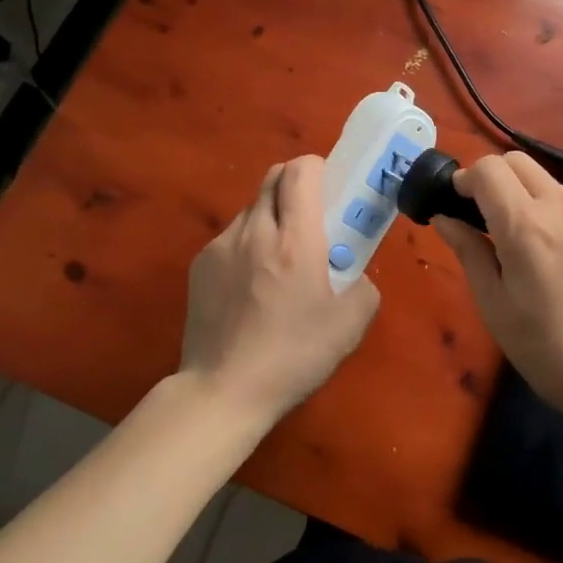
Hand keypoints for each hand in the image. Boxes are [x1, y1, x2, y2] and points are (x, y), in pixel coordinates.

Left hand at [179, 155, 378, 431]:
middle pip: (273, 177)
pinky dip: (247, 245)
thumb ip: (363, 286)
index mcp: (295, 239)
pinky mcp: (200, 265)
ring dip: (271, 217)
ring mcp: (222, 246)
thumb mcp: (350, 325)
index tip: (330, 192)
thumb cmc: (293, 356)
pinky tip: (251, 287)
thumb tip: (354, 273)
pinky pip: (231, 237)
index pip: (301, 170)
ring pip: (251, 208)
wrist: (222, 393)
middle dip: (295, 185)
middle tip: (311, 219)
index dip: (318, 169)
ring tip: (279, 261)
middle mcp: (255, 230)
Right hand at [432, 152, 562, 420]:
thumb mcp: (495, 307)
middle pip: (518, 161)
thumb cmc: (551, 351)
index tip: (460, 202)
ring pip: (550, 182)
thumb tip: (444, 218)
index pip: (488, 168)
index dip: (467, 179)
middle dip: (496, 178)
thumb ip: (468, 252)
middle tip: (491, 217)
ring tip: (536, 247)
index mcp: (525, 225)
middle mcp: (562, 204)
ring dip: (532, 198)